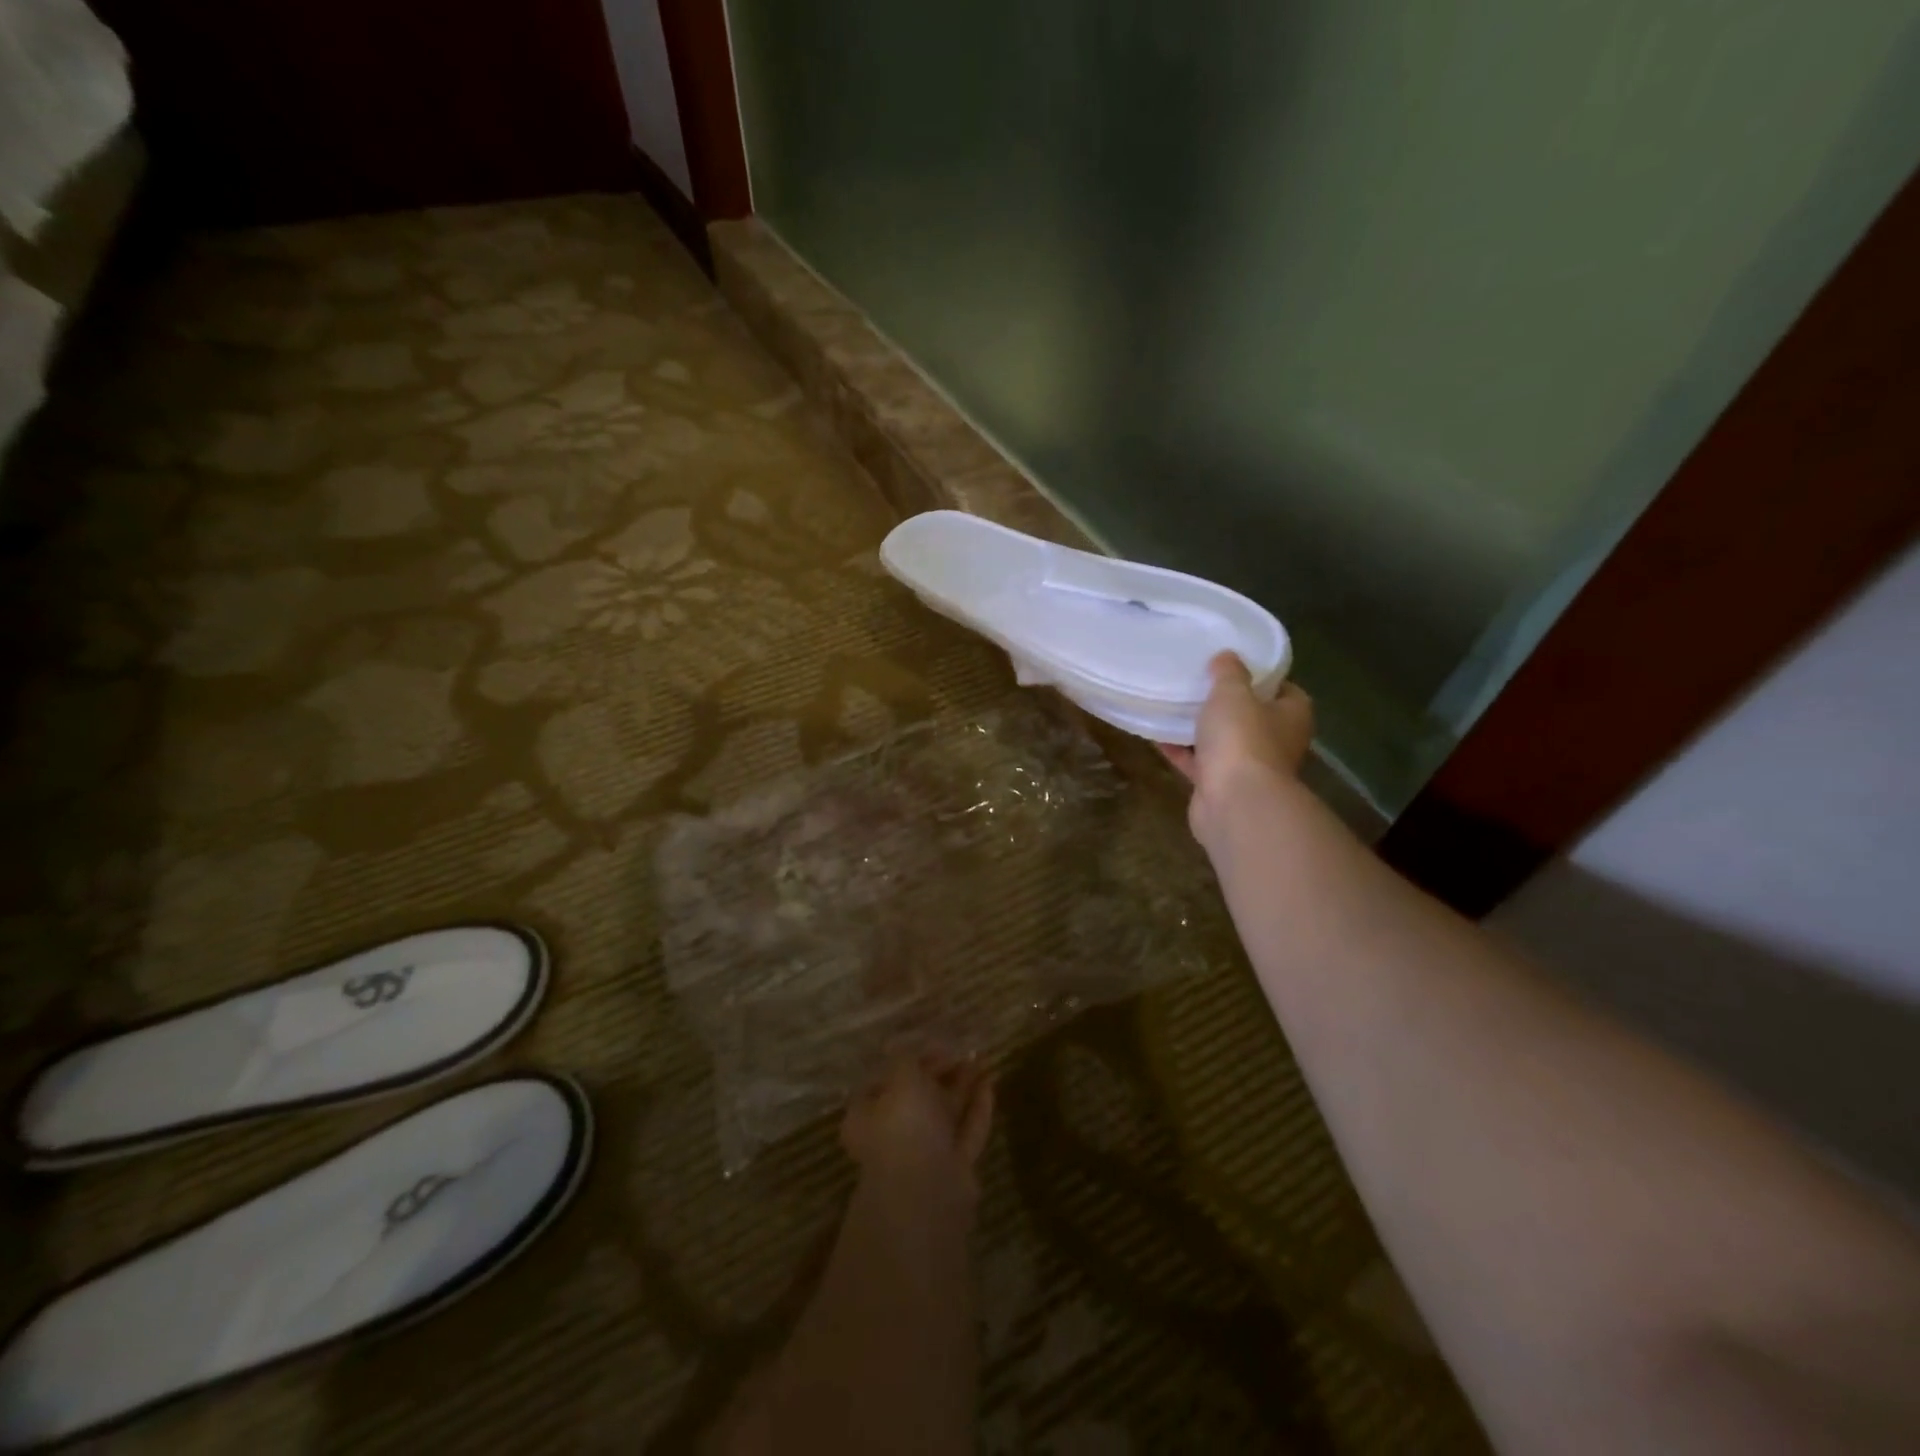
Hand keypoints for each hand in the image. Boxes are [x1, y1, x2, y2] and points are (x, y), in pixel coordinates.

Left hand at [841, 1051, 994, 1198]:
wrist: (927, 1189)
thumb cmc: (904, 1126)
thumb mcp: (902, 1078)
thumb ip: (906, 1058)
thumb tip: (903, 1044)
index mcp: (867, 1116)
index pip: (883, 1081)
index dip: (905, 1060)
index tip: (930, 1042)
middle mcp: (892, 1136)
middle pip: (917, 1097)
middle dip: (939, 1072)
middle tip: (962, 1049)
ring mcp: (924, 1153)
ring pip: (944, 1113)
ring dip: (962, 1086)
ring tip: (982, 1058)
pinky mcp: (953, 1166)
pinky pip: (966, 1130)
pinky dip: (977, 1107)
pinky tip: (990, 1083)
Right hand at [1159, 652, 1314, 841]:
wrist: (1234, 802)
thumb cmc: (1242, 738)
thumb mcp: (1233, 693)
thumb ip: (1229, 672)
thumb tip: (1227, 656)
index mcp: (1292, 716)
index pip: (1284, 690)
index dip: (1261, 677)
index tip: (1234, 665)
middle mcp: (1276, 742)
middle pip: (1252, 717)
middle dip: (1227, 704)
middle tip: (1200, 682)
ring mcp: (1248, 768)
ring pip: (1223, 741)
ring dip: (1201, 729)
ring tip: (1173, 704)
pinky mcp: (1220, 787)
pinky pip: (1198, 763)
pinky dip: (1181, 751)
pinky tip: (1157, 734)